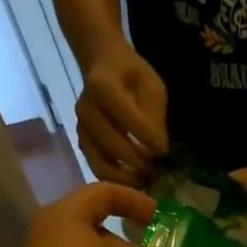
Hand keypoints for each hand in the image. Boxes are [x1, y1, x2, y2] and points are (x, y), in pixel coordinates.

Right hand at [78, 47, 168, 186]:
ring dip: (129, 177)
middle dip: (141, 163)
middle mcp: (86, 109)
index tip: (165, 151)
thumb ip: (155, 115)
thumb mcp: (152, 86)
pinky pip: (98, 169)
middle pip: (115, 147)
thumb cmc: (132, 74)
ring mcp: (81, 128)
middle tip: (159, 170)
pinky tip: (135, 179)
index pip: (129, 120)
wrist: (103, 66)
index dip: (150, 140)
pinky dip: (117, 180)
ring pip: (103, 164)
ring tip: (148, 178)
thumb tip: (159, 148)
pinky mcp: (81, 142)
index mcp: (103, 86)